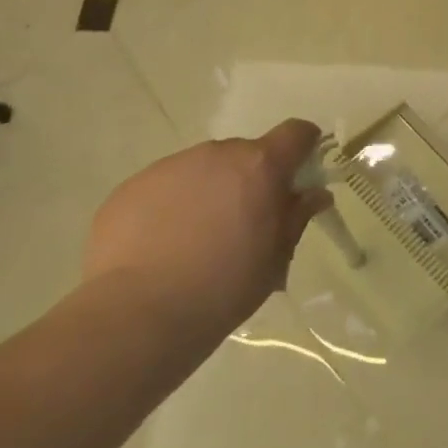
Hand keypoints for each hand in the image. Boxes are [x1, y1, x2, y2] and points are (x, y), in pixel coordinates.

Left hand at [83, 120, 331, 350]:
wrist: (137, 314)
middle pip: (246, 153)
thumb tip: (314, 194)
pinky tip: (163, 246)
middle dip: (252, 179)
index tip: (301, 175)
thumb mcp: (275, 258)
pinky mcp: (132, 186)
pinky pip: (166, 186)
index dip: (303, 148)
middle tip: (245, 222)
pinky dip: (173, 205)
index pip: (295, 133)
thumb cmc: (224, 288)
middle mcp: (217, 154)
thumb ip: (296, 217)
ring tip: (198, 238)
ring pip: (204, 169)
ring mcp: (171, 166)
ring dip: (211, 190)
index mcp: (260, 167)